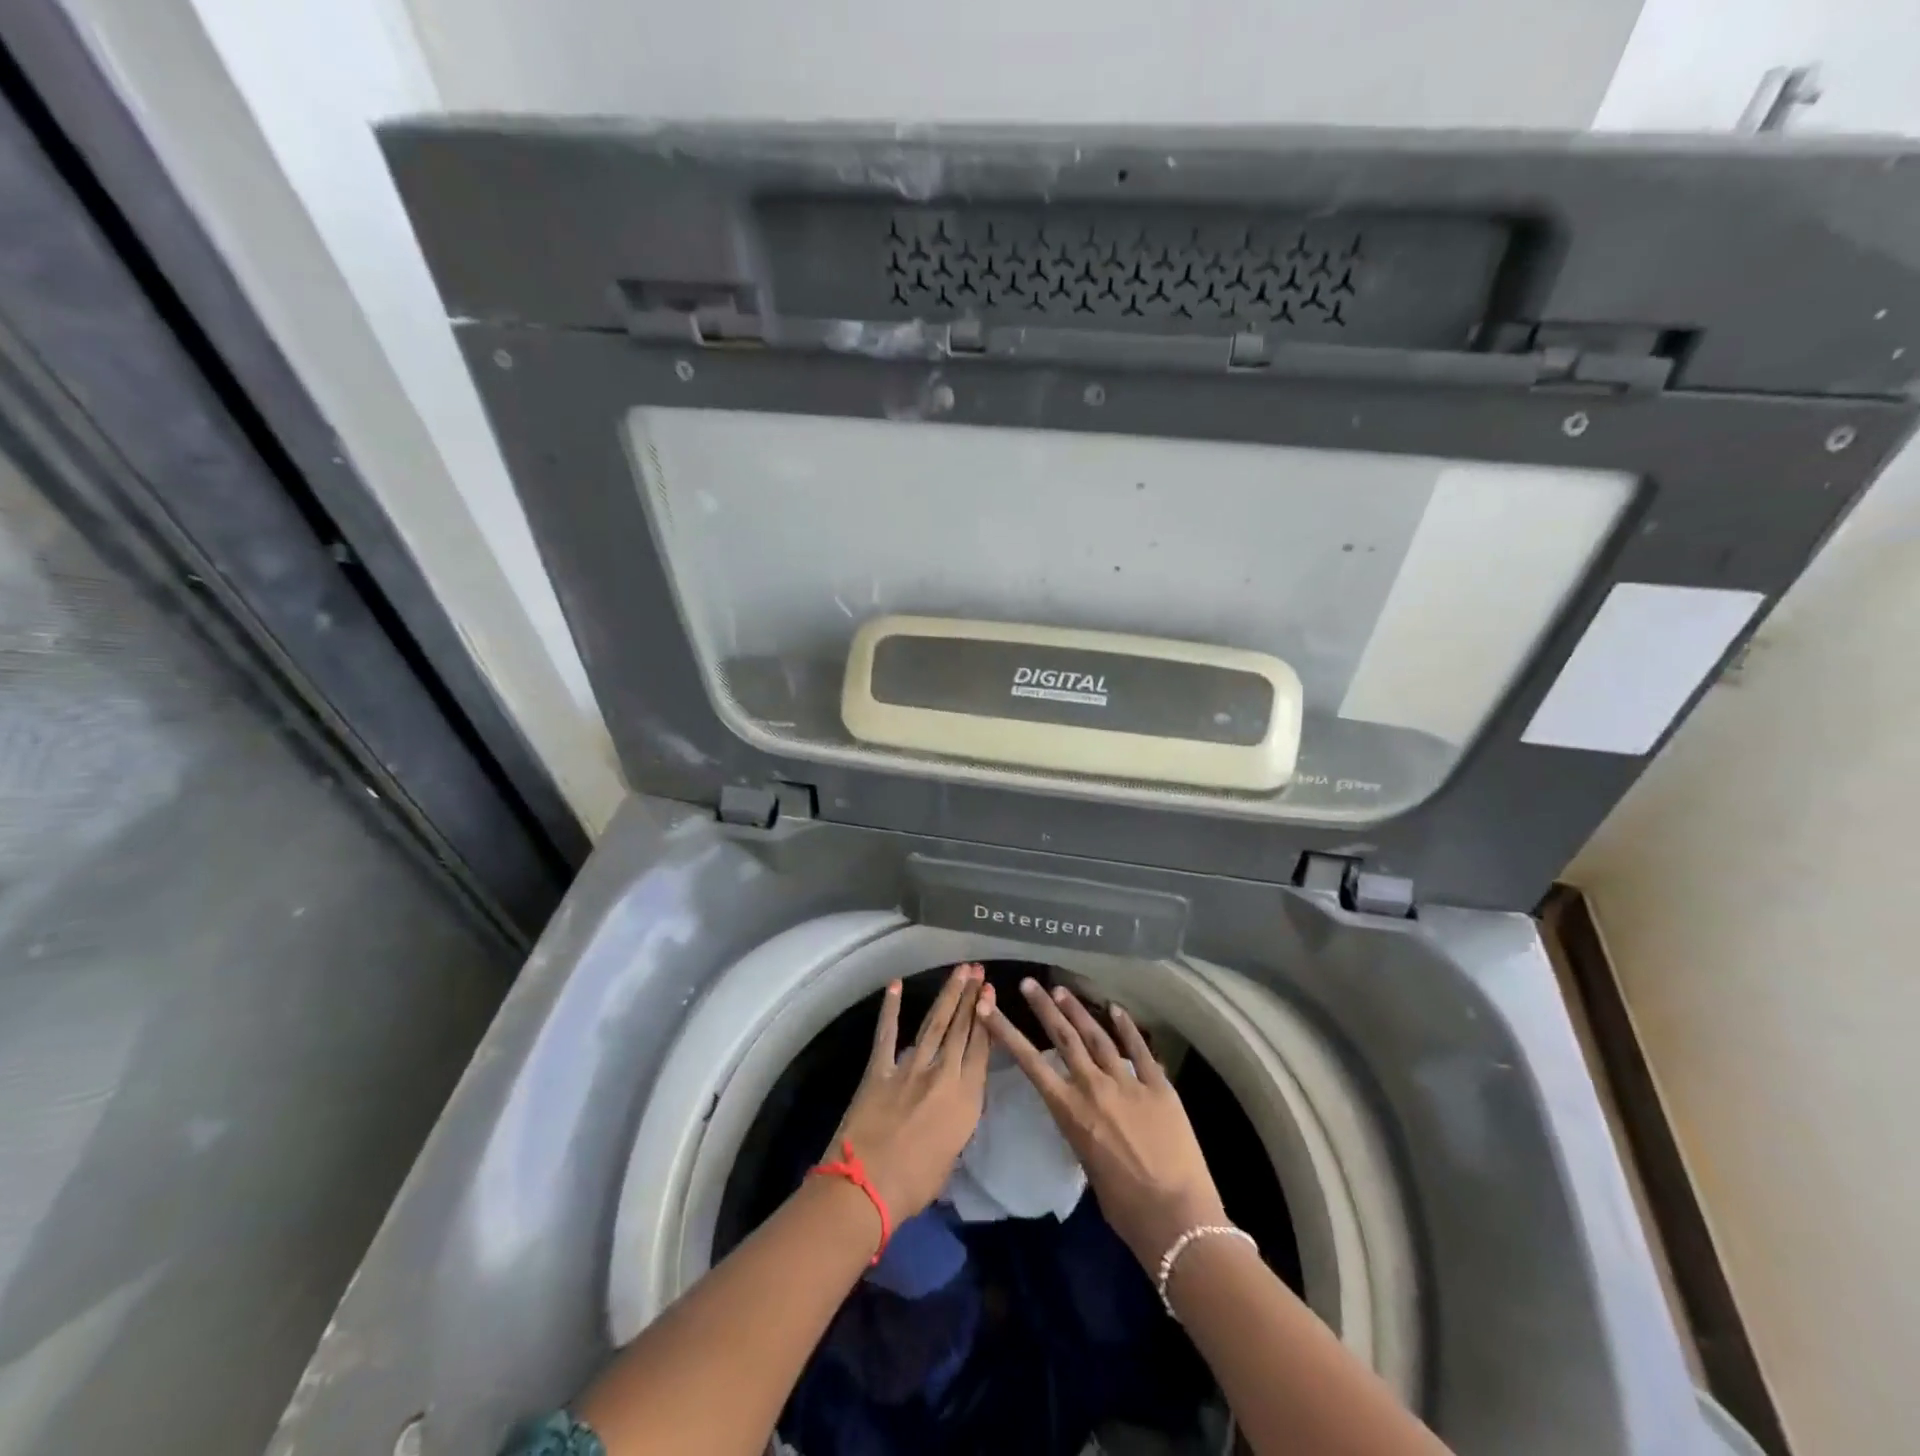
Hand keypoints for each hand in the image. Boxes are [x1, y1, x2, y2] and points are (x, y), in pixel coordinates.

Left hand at [833, 963, 993, 1220]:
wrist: (866, 1187)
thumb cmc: (914, 1185)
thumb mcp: (952, 1155)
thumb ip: (956, 1122)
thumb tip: (952, 1105)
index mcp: (965, 1099)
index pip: (981, 1049)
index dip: (987, 1019)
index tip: (991, 992)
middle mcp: (942, 1075)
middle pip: (961, 1029)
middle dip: (971, 996)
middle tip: (977, 969)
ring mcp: (910, 1068)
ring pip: (934, 1023)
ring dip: (948, 995)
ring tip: (958, 971)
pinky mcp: (880, 1069)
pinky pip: (887, 1033)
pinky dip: (891, 1008)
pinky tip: (895, 985)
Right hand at [987, 980, 1227, 1270]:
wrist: (1178, 1219)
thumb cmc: (1126, 1209)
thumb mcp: (1089, 1166)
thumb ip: (1083, 1131)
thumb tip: (1086, 1116)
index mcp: (1071, 1112)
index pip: (1031, 1063)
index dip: (1007, 1033)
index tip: (989, 1009)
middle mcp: (1094, 1088)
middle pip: (1064, 1037)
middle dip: (1044, 1007)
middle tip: (1030, 983)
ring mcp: (1129, 1082)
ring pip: (1097, 1036)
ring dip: (1078, 1011)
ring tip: (1062, 990)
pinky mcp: (1160, 1085)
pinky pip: (1140, 1048)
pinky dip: (1126, 1026)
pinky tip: (1116, 1008)